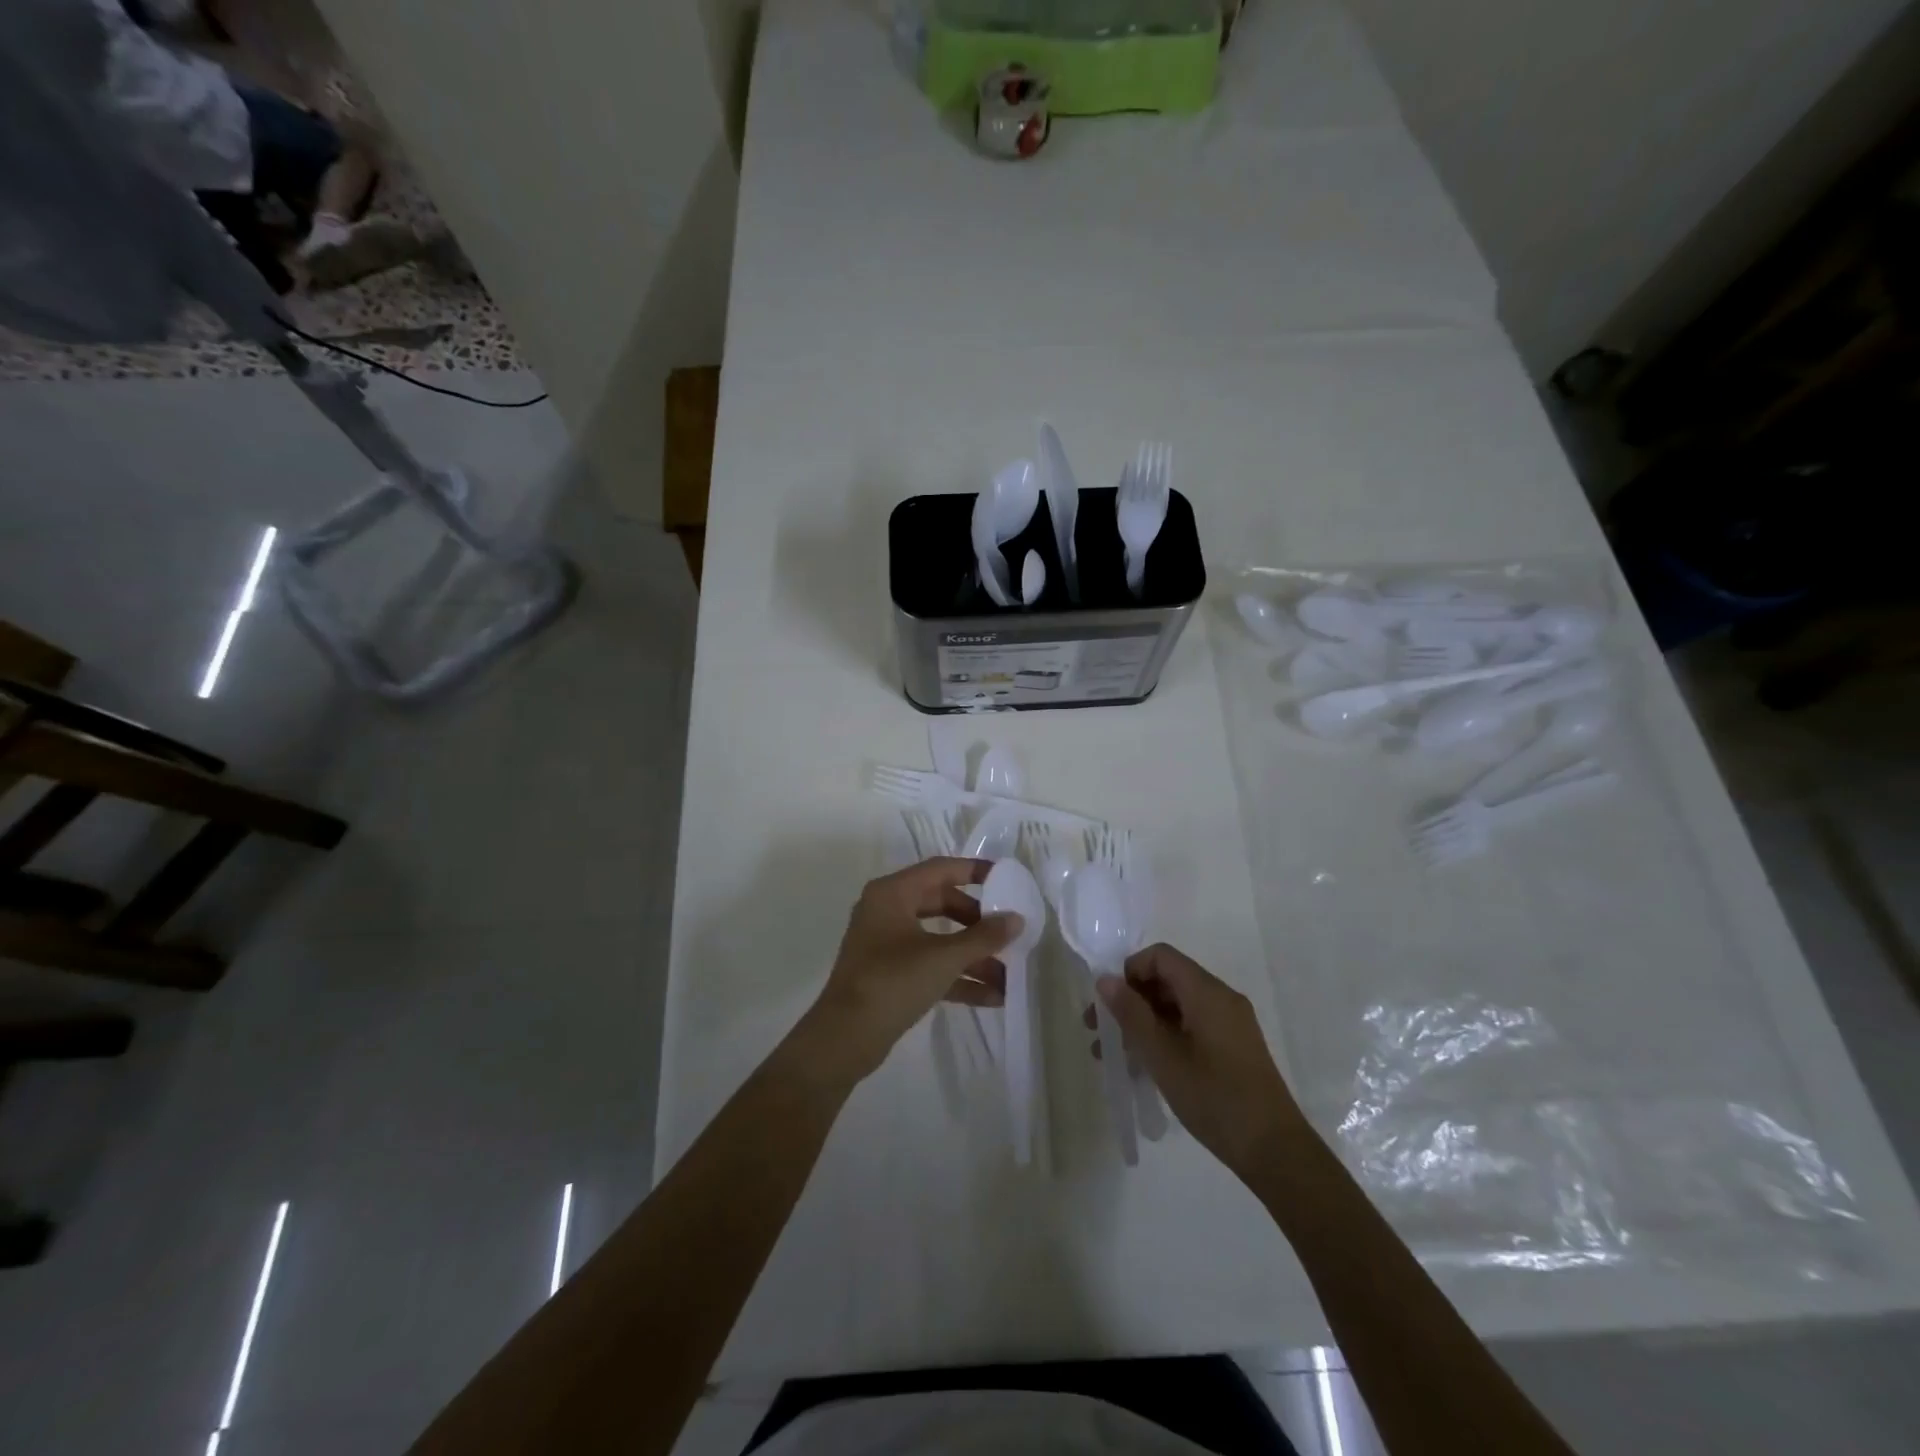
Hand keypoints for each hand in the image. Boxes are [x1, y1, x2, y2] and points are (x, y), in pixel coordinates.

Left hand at [796, 858, 1022, 1085]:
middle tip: (1006, 932)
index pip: (941, 869)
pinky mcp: (890, 975)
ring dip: (972, 956)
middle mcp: (887, 911)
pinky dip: (957, 977)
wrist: (844, 1038)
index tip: (1007, 879)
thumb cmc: (893, 982)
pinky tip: (992, 997)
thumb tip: (1017, 919)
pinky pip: (930, 966)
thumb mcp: (943, 957)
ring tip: (1009, 975)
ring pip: (938, 939)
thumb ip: (984, 937)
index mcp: (892, 893)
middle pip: (942, 904)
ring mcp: (887, 944)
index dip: (975, 871)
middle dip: (977, 922)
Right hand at [1095, 944, 1305, 1179]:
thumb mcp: (1163, 1056)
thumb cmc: (1214, 1098)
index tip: (1109, 1003)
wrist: (1274, 1150)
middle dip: (1131, 1000)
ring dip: (1144, 1022)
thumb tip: (1105, 980)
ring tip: (1114, 1054)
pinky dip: (1164, 1037)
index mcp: (1207, 992)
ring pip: (1177, 1006)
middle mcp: (1221, 998)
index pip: (1160, 956)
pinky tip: (1144, 1066)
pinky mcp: (1233, 1047)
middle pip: (1167, 980)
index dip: (1129, 971)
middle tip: (1099, 1030)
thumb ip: (1132, 1014)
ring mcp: (1230, 1023)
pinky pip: (1191, 1026)